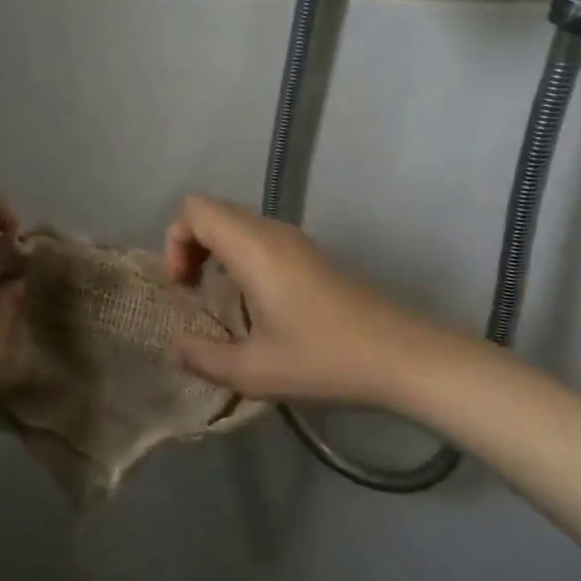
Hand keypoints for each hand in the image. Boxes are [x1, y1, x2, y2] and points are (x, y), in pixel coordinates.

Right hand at [164, 194, 436, 407]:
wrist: (406, 358)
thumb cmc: (326, 360)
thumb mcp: (255, 372)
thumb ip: (204, 359)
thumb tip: (176, 348)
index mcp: (253, 248)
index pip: (195, 209)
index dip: (175, 240)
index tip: (184, 286)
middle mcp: (273, 232)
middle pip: (213, 211)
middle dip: (190, 244)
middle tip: (192, 290)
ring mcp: (297, 241)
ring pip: (237, 223)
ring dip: (215, 250)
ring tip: (216, 297)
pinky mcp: (313, 256)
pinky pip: (259, 238)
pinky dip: (239, 256)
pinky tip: (251, 302)